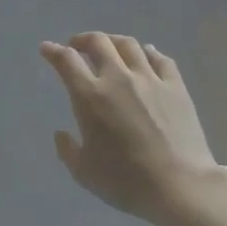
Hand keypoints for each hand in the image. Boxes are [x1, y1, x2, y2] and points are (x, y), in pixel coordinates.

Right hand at [41, 33, 220, 224]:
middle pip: (98, 42)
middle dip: (82, 39)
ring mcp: (149, 78)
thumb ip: (68, 150)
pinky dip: (148, 52)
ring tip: (109, 46)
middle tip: (77, 46)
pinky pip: (159, 58)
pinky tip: (146, 54)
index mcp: (90, 96)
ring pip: (128, 44)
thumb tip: (61, 134)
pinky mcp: (175, 85)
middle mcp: (118, 77)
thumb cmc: (126, 182)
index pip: (67, 61)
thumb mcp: (84, 173)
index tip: (47, 48)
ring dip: (113, 41)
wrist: (179, 185)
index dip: (53, 51)